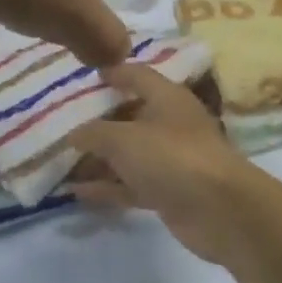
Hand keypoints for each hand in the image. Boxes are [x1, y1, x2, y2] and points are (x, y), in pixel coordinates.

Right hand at [68, 64, 265, 263]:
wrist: (220, 209)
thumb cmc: (172, 157)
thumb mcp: (123, 138)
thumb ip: (94, 133)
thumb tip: (74, 134)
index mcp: (167, 97)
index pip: (137, 75)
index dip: (113, 73)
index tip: (86, 76)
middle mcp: (171, 124)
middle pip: (130, 116)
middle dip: (98, 122)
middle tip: (62, 125)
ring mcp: (171, 160)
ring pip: (129, 155)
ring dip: (99, 159)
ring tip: (61, 162)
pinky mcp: (169, 192)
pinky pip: (131, 184)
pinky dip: (108, 187)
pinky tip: (77, 192)